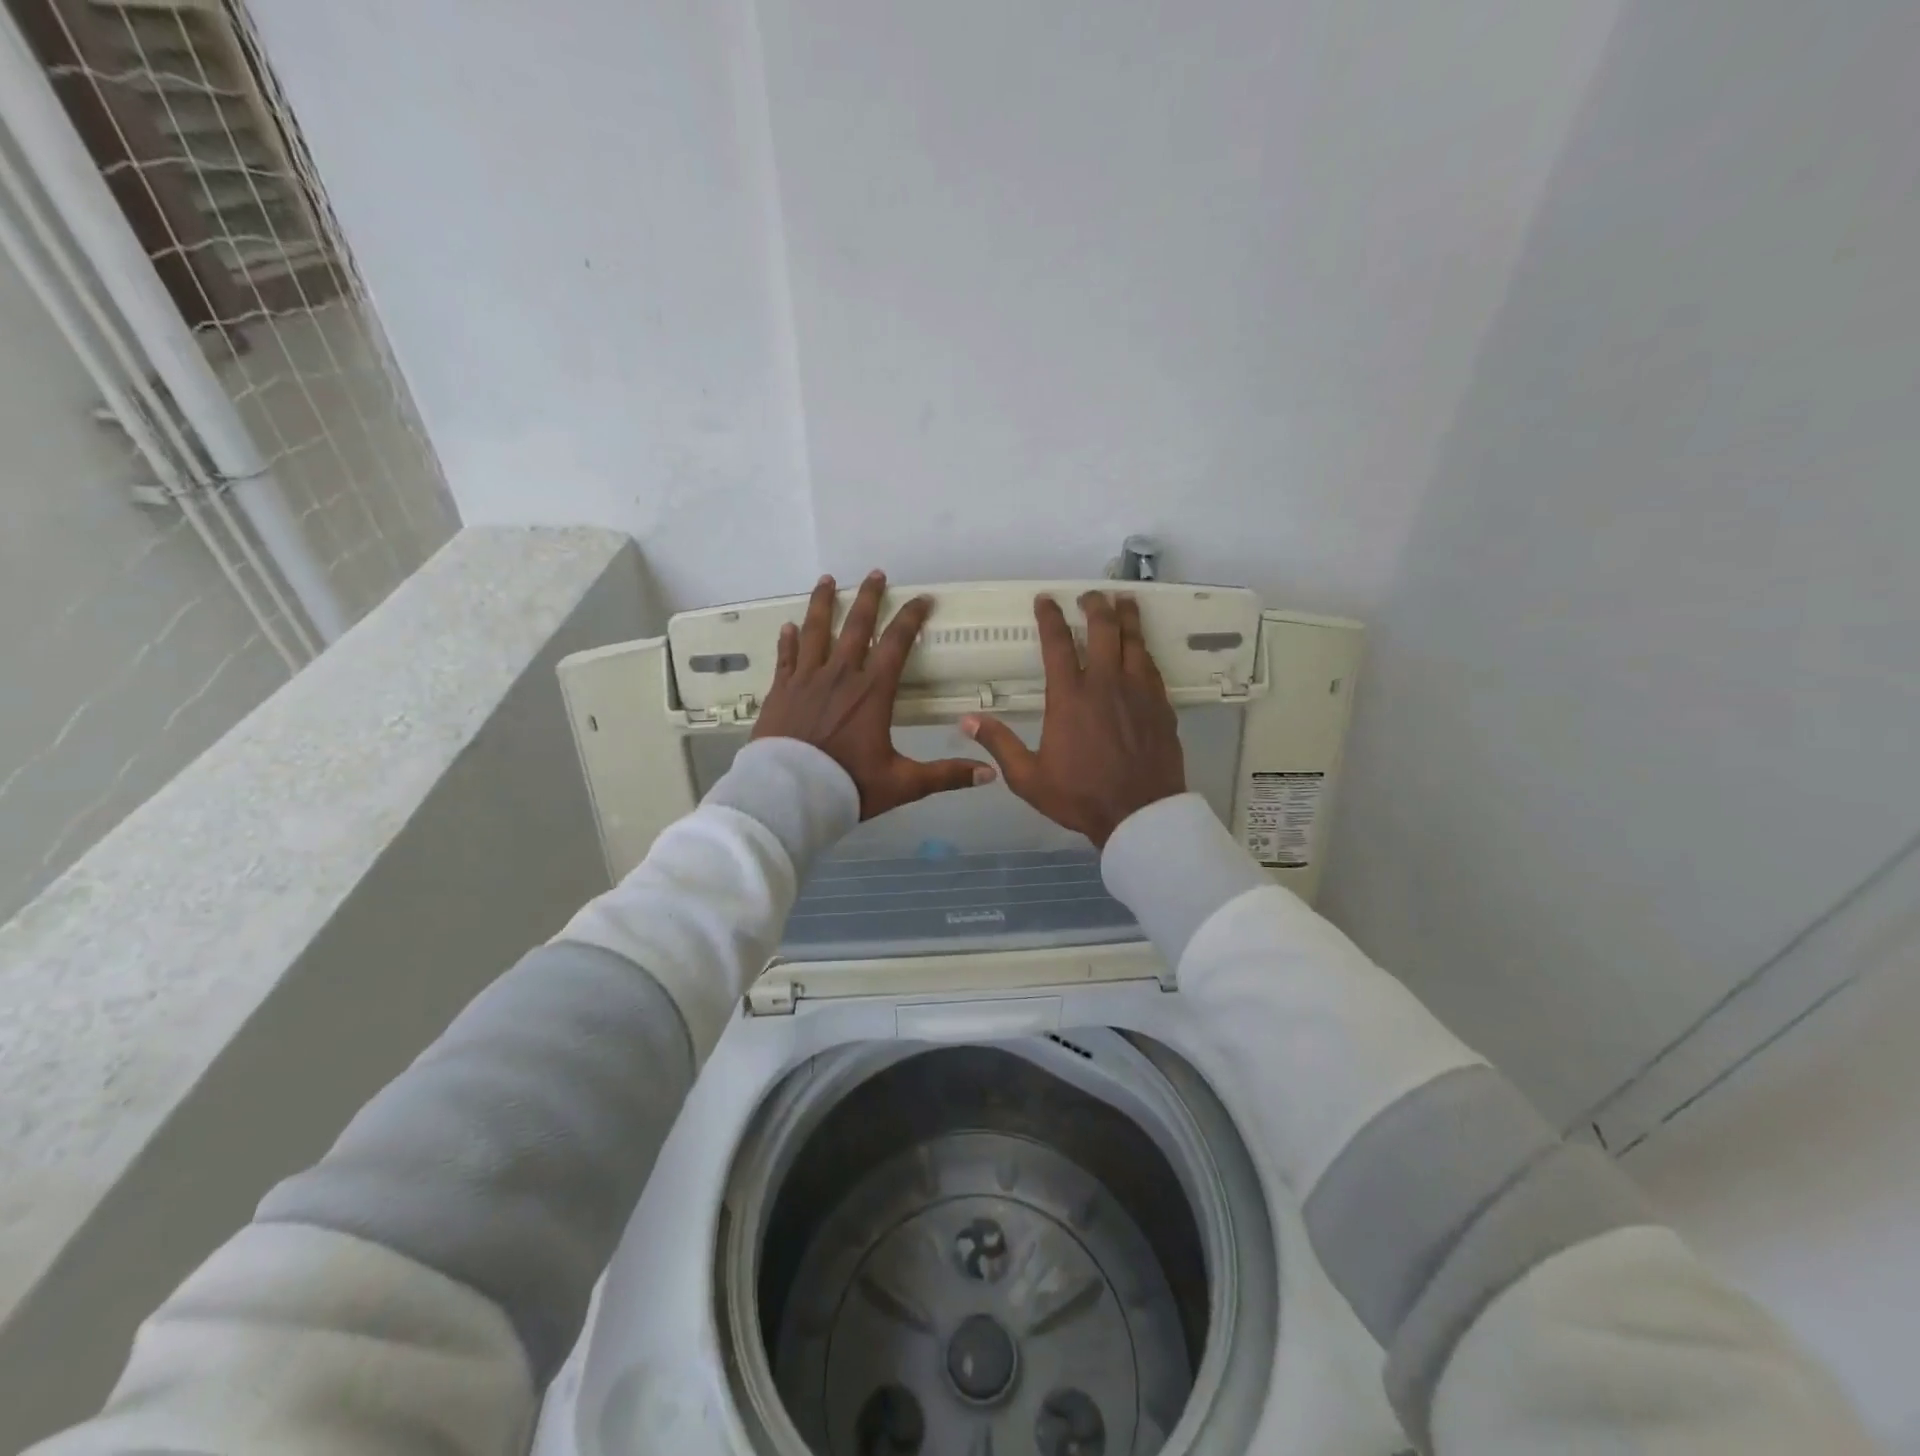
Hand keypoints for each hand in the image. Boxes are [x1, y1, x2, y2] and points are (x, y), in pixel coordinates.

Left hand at [755, 570, 995, 818]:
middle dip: (870, 597)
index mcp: (872, 691)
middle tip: (877, 573)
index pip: (896, 643)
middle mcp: (840, 676)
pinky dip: (788, 641)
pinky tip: (788, 627)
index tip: (923, 599)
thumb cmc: (848, 785)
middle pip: (856, 626)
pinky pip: (786, 658)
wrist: (789, 795)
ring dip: (823, 604)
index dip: (911, 618)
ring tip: (828, 580)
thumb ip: (945, 775)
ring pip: (816, 631)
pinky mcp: (780, 692)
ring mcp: (806, 680)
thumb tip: (989, 774)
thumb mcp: (902, 784)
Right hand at [962, 591, 1185, 847]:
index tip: (1046, 600)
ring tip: (1124, 601)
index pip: (1057, 643)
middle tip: (1090, 595)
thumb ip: (999, 744)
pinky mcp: (1160, 705)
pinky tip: (1141, 648)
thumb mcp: (1028, 777)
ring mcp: (1138, 691)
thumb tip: (966, 720)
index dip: (1050, 616)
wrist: (1139, 814)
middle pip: (1103, 629)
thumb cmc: (1080, 796)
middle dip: (1095, 605)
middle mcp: (1104, 683)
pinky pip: (1151, 666)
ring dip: (1127, 617)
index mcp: (1069, 697)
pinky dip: (1143, 649)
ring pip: (1134, 641)